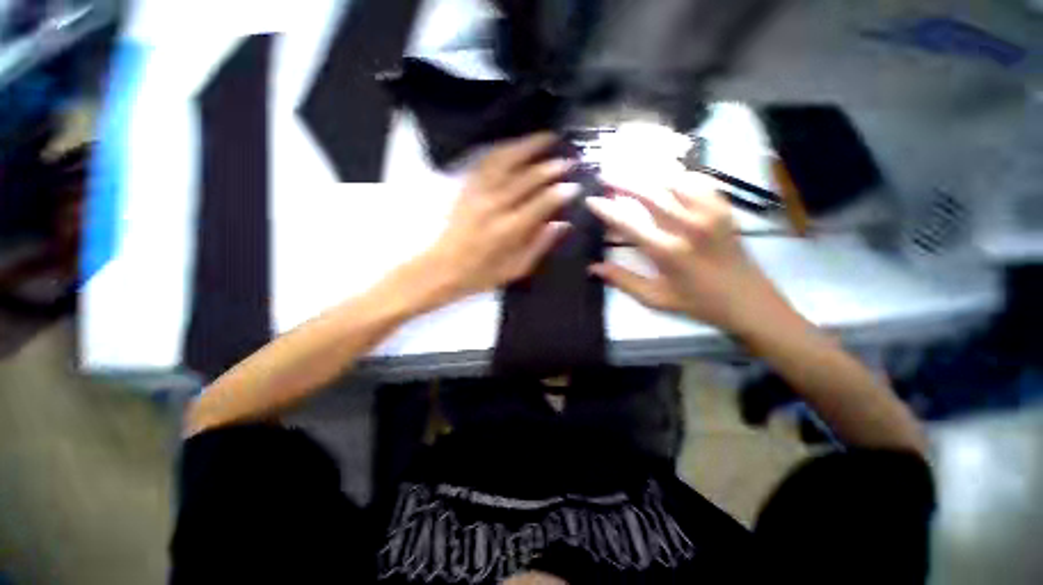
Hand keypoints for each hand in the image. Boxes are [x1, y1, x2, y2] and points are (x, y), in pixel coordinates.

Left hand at [416, 132, 578, 306]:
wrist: (443, 268)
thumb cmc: (482, 274)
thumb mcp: (516, 269)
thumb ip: (540, 245)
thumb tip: (562, 223)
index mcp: (509, 230)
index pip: (541, 203)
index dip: (560, 193)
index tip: (575, 185)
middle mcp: (494, 205)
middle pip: (526, 178)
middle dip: (549, 167)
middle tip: (568, 160)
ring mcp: (478, 193)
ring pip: (505, 160)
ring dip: (528, 146)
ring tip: (547, 137)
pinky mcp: (467, 187)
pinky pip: (486, 161)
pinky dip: (504, 149)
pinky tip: (515, 145)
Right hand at [586, 173, 784, 332]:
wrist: (749, 301)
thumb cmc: (698, 303)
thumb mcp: (656, 298)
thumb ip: (623, 280)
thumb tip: (593, 267)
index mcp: (668, 251)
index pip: (629, 223)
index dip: (607, 210)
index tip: (591, 200)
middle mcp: (688, 225)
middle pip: (650, 193)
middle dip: (624, 181)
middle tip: (605, 175)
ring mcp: (710, 213)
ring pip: (674, 181)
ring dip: (649, 175)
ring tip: (631, 171)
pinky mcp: (723, 209)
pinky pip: (699, 182)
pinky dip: (679, 176)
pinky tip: (667, 177)